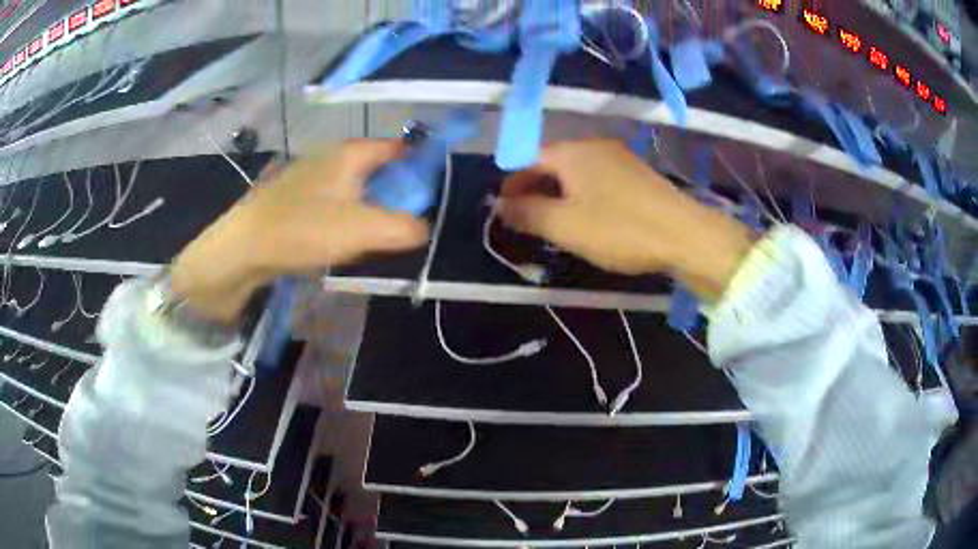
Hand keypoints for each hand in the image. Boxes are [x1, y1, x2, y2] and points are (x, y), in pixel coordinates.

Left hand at [170, 140, 428, 323]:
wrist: (243, 248)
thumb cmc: (302, 230)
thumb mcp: (361, 230)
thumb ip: (403, 227)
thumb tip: (424, 228)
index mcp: (350, 154)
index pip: (397, 148)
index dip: (420, 164)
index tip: (433, 191)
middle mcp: (331, 156)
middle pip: (377, 166)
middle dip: (396, 190)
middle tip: (405, 220)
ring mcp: (310, 174)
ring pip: (355, 184)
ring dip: (371, 205)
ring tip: (375, 233)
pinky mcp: (295, 195)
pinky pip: (334, 198)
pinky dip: (347, 213)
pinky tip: (341, 237)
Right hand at [497, 140, 754, 301]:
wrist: (685, 235)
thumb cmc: (620, 229)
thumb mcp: (565, 225)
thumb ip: (527, 213)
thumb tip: (500, 204)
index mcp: (571, 152)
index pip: (528, 160)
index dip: (511, 184)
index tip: (502, 210)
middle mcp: (593, 146)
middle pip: (552, 164)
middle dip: (534, 190)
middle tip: (525, 220)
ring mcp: (619, 158)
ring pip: (575, 173)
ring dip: (557, 194)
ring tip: (552, 223)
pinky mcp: (636, 174)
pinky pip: (597, 180)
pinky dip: (581, 196)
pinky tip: (586, 218)